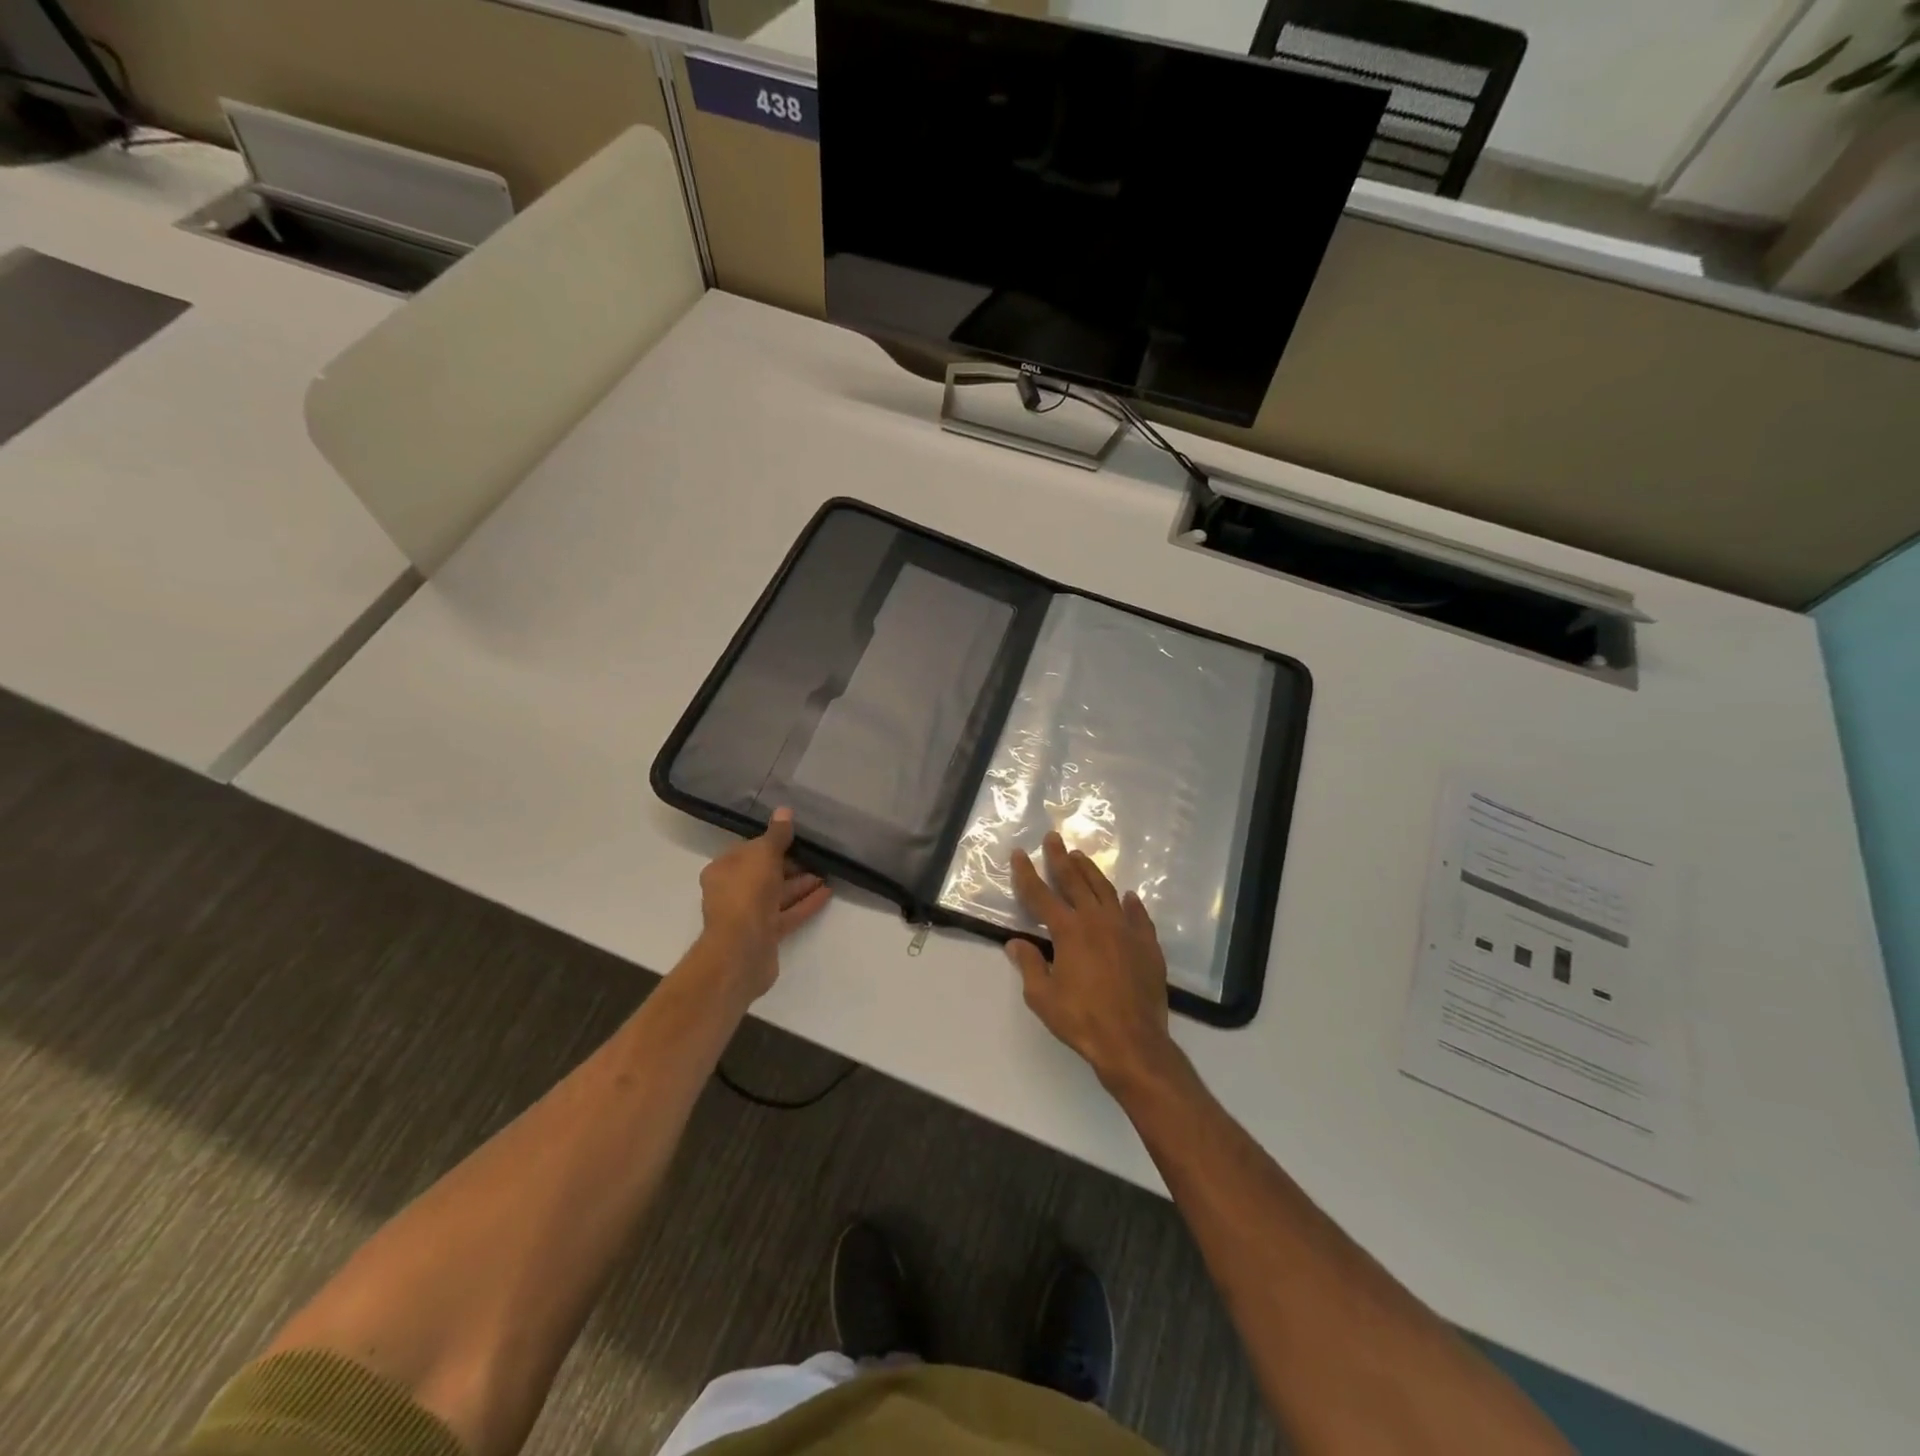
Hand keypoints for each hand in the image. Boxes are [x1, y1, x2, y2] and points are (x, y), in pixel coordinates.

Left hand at [697, 809, 831, 999]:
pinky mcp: (765, 935)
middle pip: (765, 874)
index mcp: (723, 870)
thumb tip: (784, 810)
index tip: (795, 838)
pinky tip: (827, 893)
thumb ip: (776, 835)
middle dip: (791, 865)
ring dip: (801, 884)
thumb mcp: (763, 855)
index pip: (749, 851)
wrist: (741, 949)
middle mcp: (732, 892)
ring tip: (827, 873)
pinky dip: (805, 903)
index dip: (772, 843)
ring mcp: (748, 916)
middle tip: (817, 856)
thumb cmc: (747, 893)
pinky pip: (788, 914)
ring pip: (778, 895)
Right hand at [1006, 832, 1183, 1093]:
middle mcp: (1097, 921)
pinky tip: (1127, 896)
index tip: (1019, 853)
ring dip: (1091, 871)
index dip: (1026, 874)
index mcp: (1068, 931)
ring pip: (1105, 891)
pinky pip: (1137, 915)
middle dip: (1061, 858)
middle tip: (1053, 838)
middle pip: (1075, 881)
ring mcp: (1126, 929)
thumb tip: (1016, 943)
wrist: (1133, 1041)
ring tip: (1081, 856)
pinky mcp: (1147, 944)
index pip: (1040, 895)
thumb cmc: (1082, 1020)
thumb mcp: (1043, 997)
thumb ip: (1030, 965)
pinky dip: (1130, 903)